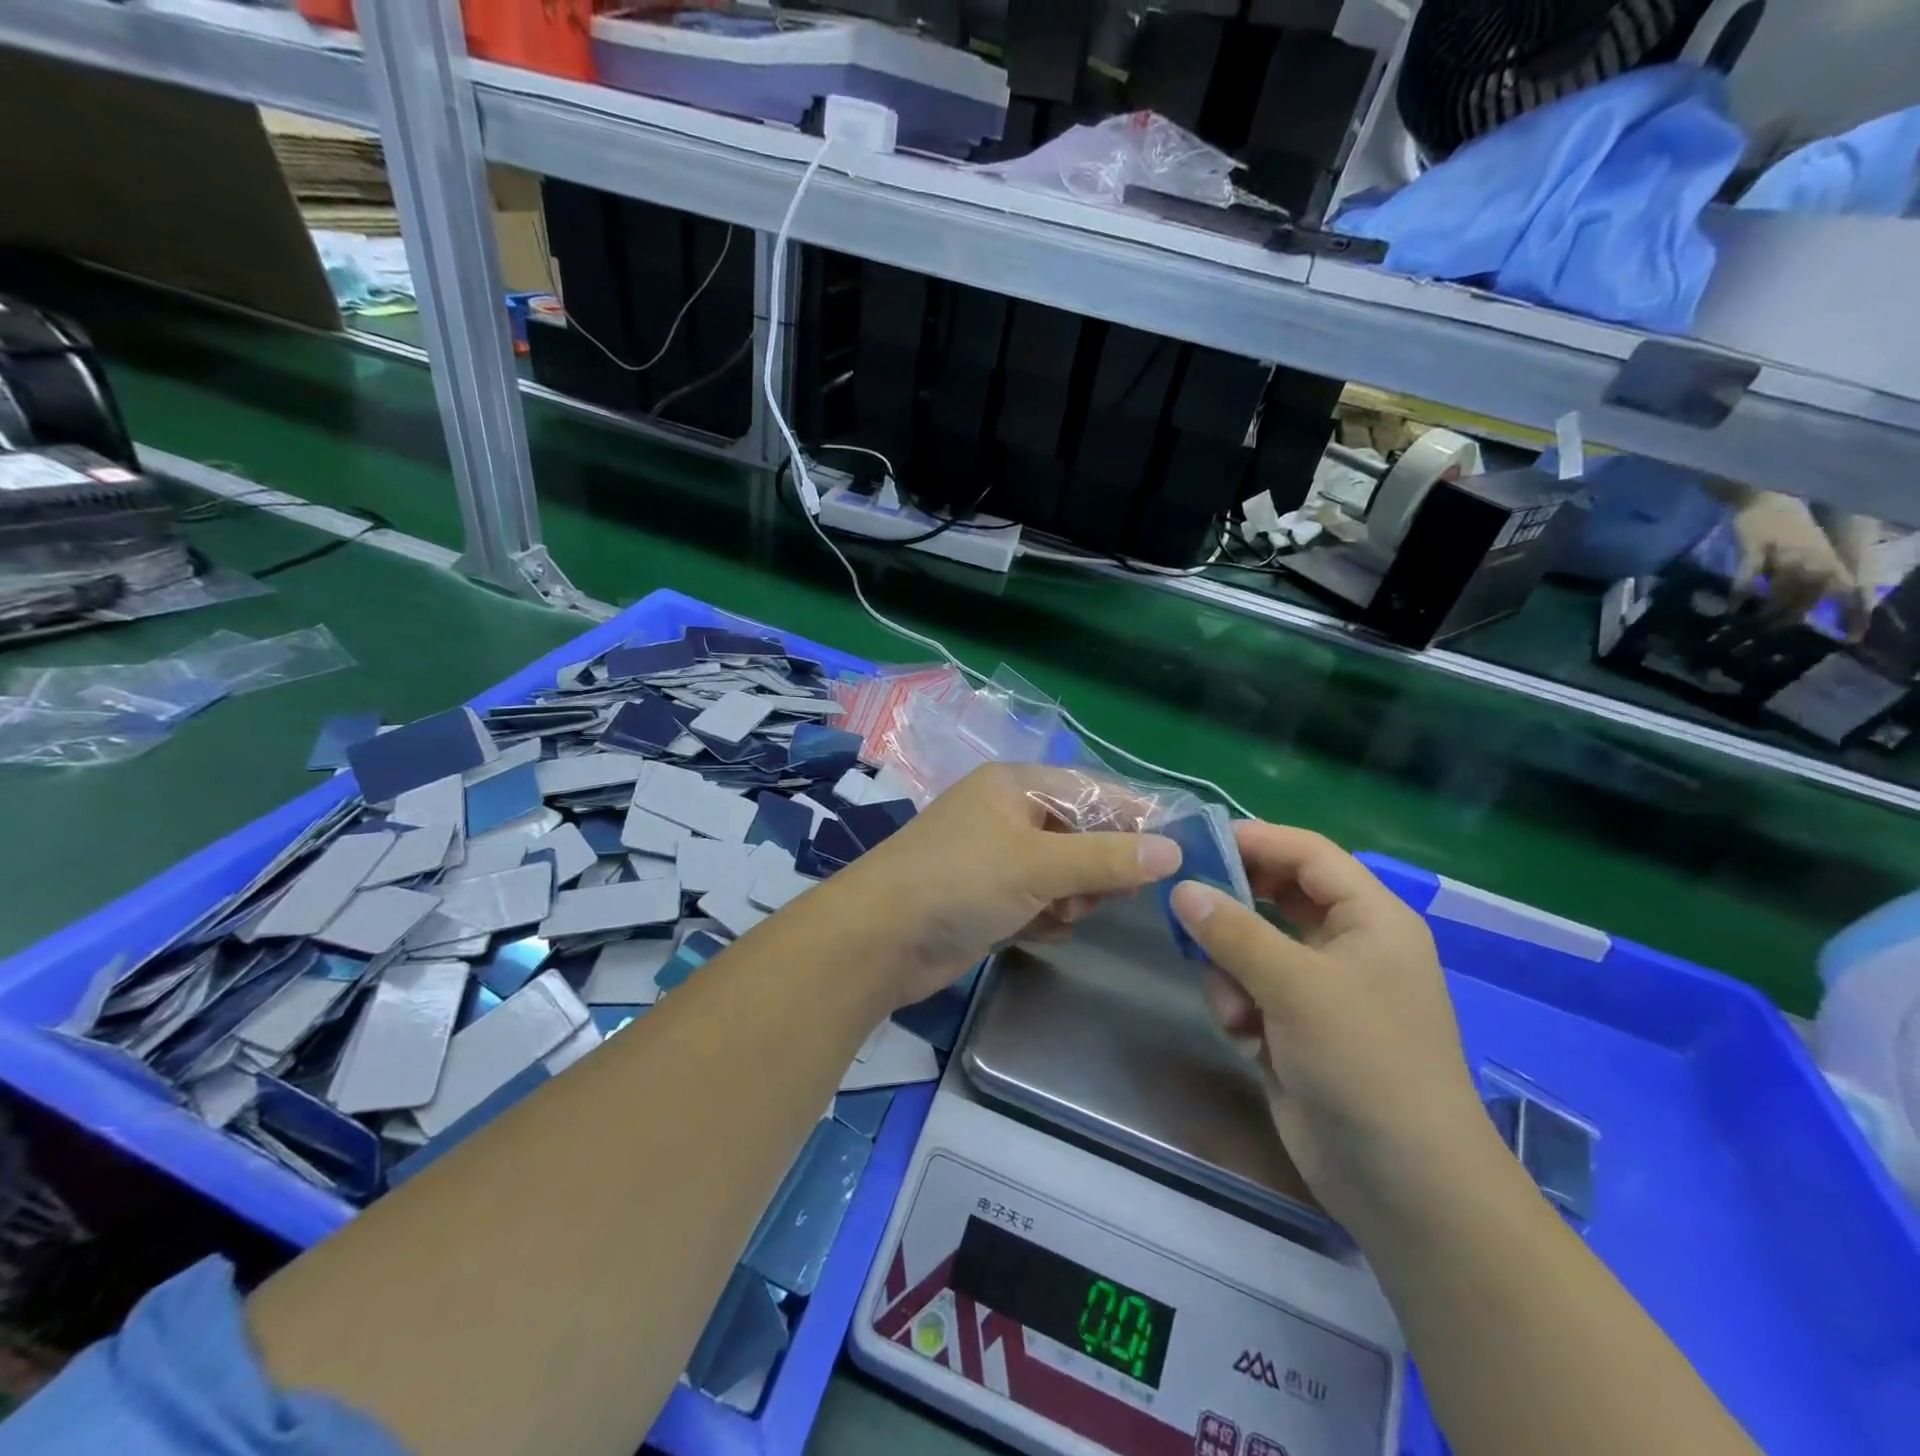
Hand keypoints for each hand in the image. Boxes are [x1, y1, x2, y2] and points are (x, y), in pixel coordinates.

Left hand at [827, 763, 1181, 1007]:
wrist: (879, 940)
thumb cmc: (959, 882)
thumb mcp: (1038, 865)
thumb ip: (1107, 857)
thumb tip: (1174, 850)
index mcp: (1014, 786)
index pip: (1092, 791)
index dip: (1134, 816)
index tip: (1176, 849)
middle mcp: (1006, 815)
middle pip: (1081, 834)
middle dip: (1097, 867)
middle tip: (1105, 896)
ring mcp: (996, 859)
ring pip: (1063, 873)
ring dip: (1071, 897)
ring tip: (1057, 914)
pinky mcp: (988, 899)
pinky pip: (1039, 902)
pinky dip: (1045, 917)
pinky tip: (1036, 931)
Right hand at [1169, 824, 1502, 1237]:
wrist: (1403, 1184)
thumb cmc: (1365, 1061)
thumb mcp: (1296, 985)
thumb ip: (1233, 931)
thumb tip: (1182, 889)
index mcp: (1369, 918)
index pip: (1307, 854)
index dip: (1255, 840)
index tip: (1194, 841)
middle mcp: (1345, 945)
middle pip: (1274, 898)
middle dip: (1231, 909)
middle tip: (1182, 904)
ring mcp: (1319, 989)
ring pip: (1250, 948)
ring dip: (1230, 973)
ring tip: (1236, 1010)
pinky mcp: (1294, 1028)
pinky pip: (1247, 991)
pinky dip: (1237, 1009)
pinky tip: (1245, 1040)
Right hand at [1731, 492, 1868, 634]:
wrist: (1766, 498)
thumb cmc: (1789, 528)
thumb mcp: (1810, 552)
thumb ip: (1812, 577)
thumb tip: (1804, 609)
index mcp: (1831, 561)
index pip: (1849, 594)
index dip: (1852, 617)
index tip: (1849, 640)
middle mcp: (1814, 560)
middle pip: (1808, 598)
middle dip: (1791, 618)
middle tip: (1771, 631)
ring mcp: (1784, 555)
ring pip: (1781, 592)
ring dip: (1766, 610)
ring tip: (1749, 621)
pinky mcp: (1755, 551)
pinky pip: (1749, 578)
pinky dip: (1742, 594)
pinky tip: (1731, 607)